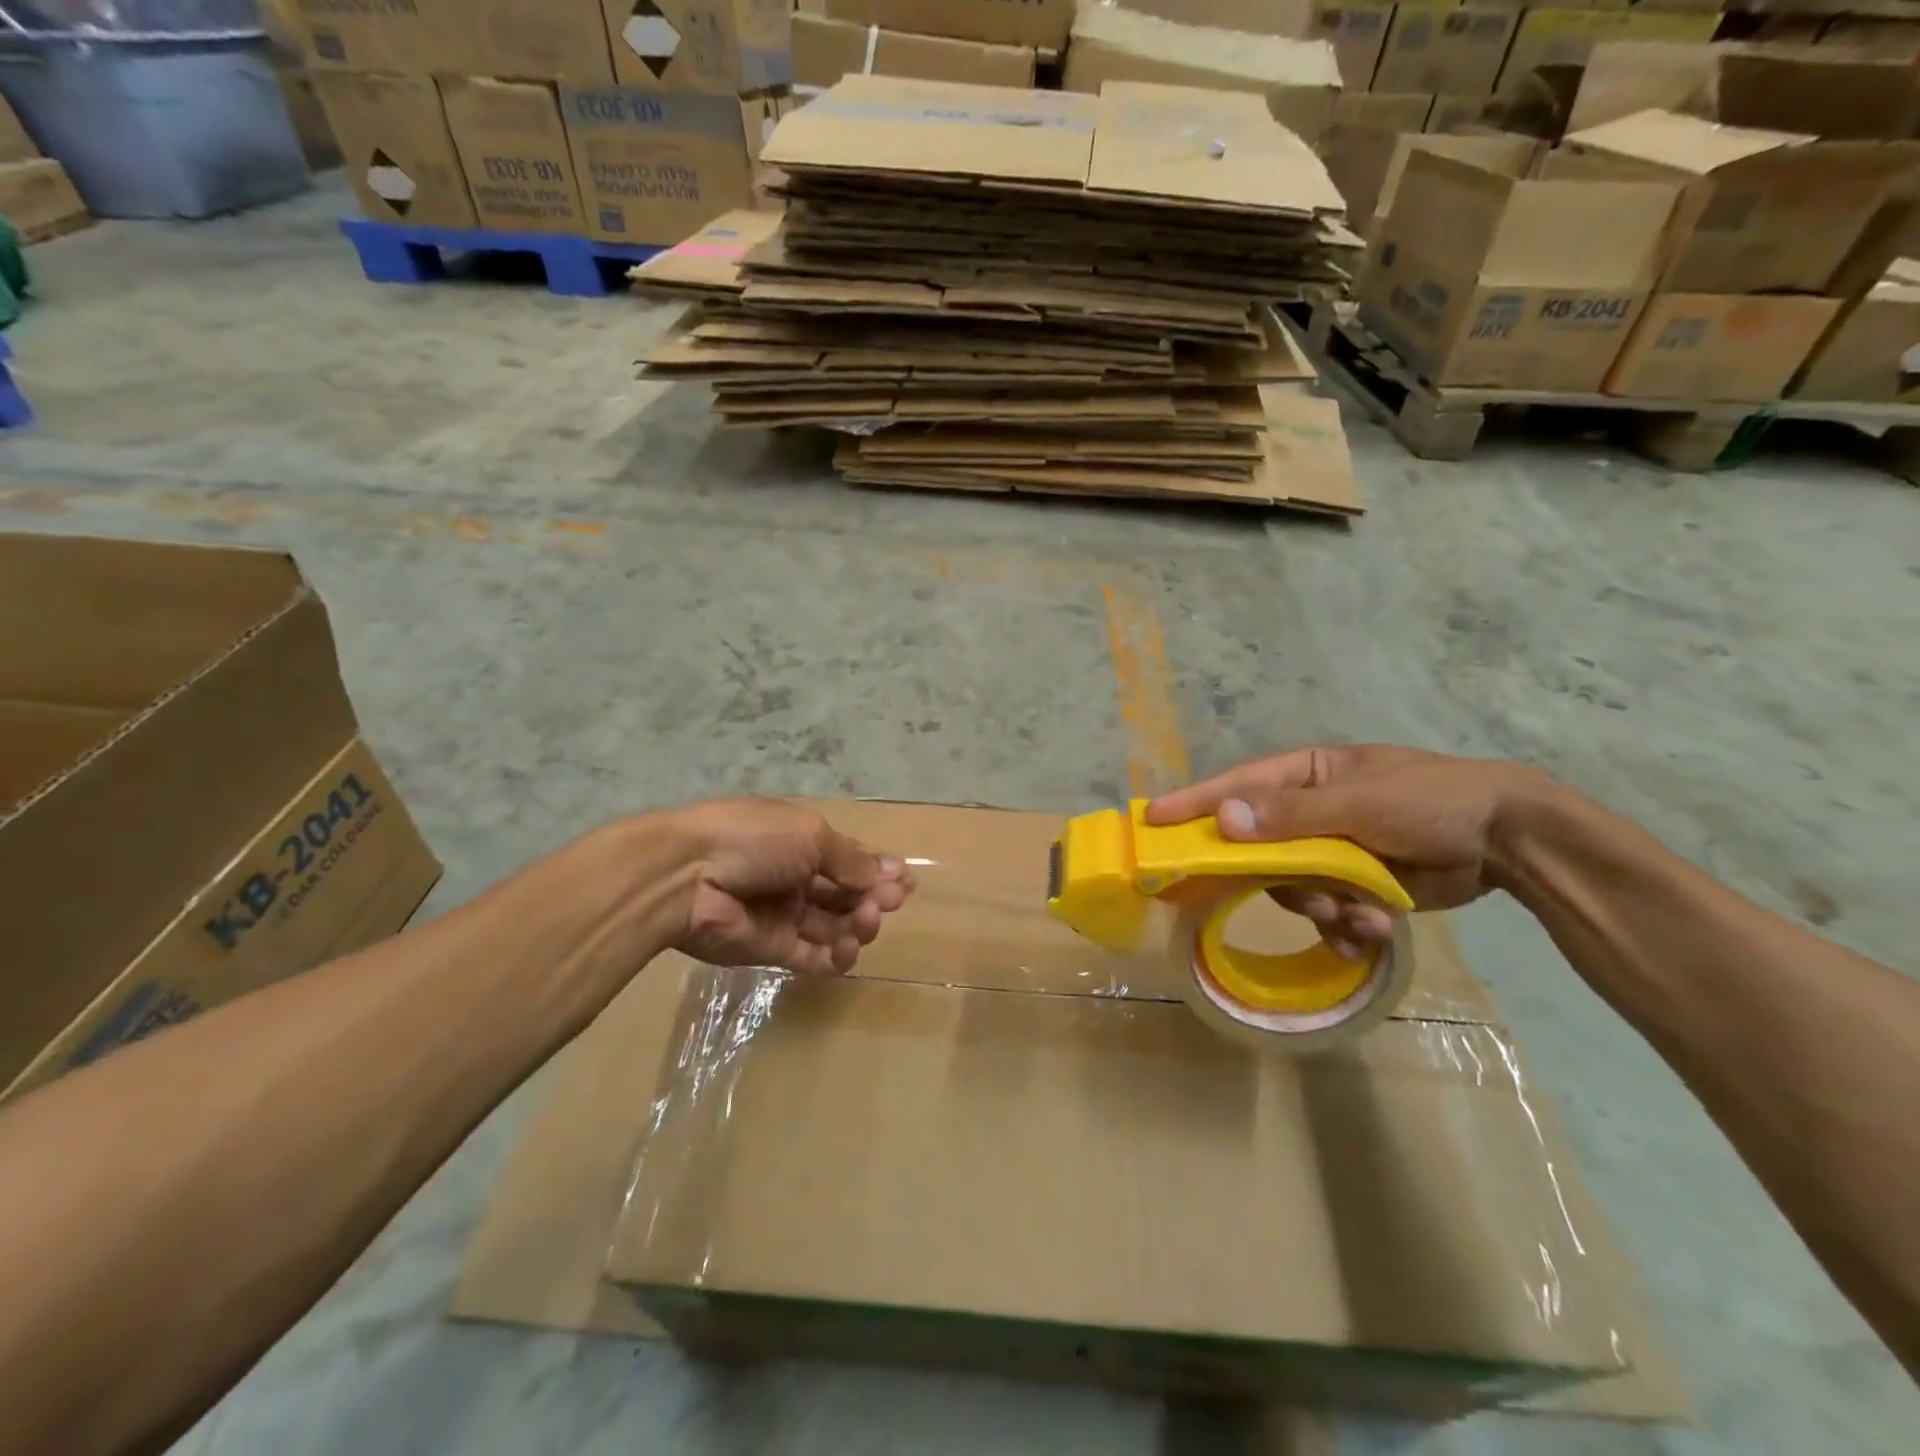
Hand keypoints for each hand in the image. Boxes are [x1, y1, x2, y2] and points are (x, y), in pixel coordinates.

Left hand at [665, 798, 913, 974]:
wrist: (685, 876)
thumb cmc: (753, 840)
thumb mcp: (810, 836)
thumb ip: (852, 860)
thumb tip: (895, 871)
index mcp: (802, 842)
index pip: (850, 860)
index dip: (878, 871)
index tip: (905, 883)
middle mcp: (797, 878)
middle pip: (846, 894)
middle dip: (872, 898)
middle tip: (887, 904)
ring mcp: (785, 915)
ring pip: (834, 926)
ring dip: (858, 926)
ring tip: (866, 923)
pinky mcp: (772, 950)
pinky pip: (813, 957)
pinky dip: (836, 957)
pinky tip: (848, 950)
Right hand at [1146, 745, 1548, 957]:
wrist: (1510, 841)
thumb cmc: (1431, 800)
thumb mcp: (1360, 801)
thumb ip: (1291, 814)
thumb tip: (1225, 819)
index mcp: (1305, 776)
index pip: (1237, 787)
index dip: (1194, 804)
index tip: (1152, 822)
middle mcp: (1309, 813)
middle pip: (1260, 850)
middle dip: (1276, 879)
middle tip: (1289, 897)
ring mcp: (1332, 852)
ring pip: (1292, 889)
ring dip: (1319, 909)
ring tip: (1355, 918)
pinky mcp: (1356, 888)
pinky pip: (1327, 913)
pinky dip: (1344, 929)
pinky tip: (1369, 935)